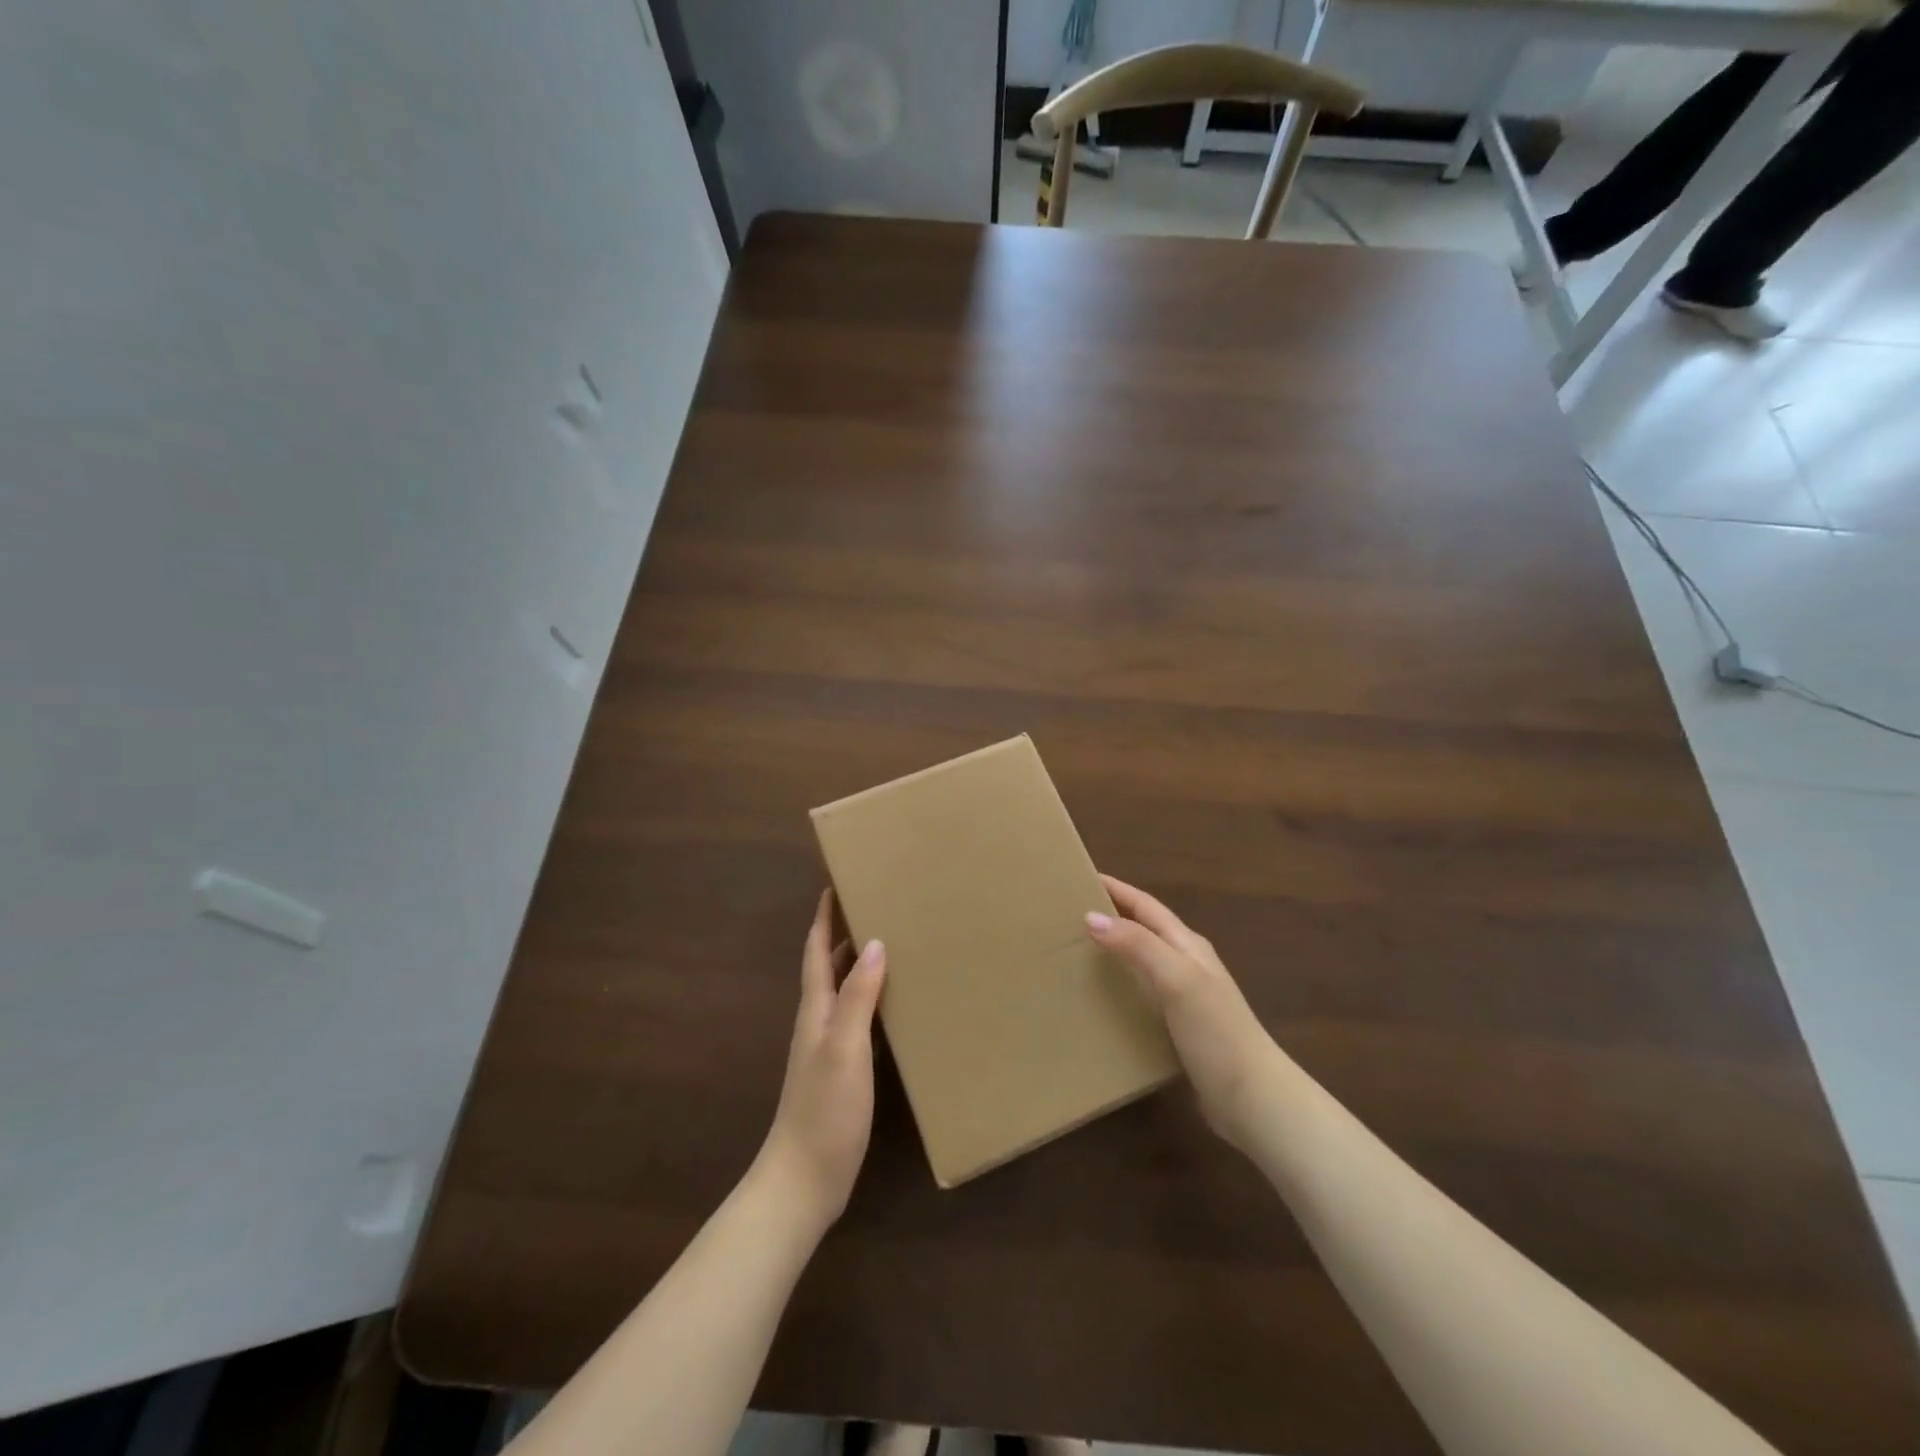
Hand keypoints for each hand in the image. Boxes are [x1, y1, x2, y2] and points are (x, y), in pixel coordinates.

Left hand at [757, 890, 886, 1230]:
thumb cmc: (823, 1110)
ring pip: (843, 991)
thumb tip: (874, 943)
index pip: (816, 952)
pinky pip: (856, 1017)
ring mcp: (828, 1047)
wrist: (804, 1180)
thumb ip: (857, 997)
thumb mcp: (844, 1048)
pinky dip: (870, 998)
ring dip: (858, 963)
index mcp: (815, 1011)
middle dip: (843, 933)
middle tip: (872, 904)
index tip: (834, 884)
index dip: (823, 918)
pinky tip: (892, 1002)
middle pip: (828, 966)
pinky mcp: (842, 1070)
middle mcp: (818, 1022)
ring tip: (888, 941)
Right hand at [1085, 874, 1280, 1154]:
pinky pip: (1142, 995)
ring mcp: (1185, 998)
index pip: (1146, 906)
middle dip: (1112, 916)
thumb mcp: (1176, 979)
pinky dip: (1120, 987)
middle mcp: (1187, 965)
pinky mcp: (1180, 1029)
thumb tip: (1091, 916)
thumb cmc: (1216, 1032)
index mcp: (1188, 946)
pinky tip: (1100, 1001)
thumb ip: (1137, 945)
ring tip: (1076, 953)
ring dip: (1114, 951)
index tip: (1081, 878)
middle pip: (1144, 929)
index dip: (1117, 890)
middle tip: (1070, 914)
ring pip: (1142, 962)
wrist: (1253, 1099)